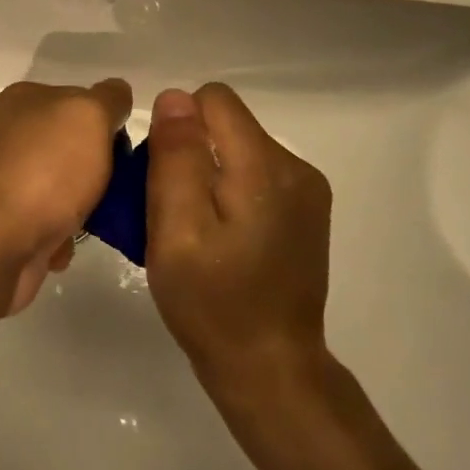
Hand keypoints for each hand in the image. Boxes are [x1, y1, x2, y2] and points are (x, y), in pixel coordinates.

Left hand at [0, 78, 131, 313]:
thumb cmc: (45, 169)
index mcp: (25, 99)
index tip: (124, 152)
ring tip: (93, 222)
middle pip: (74, 147)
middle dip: (98, 170)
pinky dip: (62, 237)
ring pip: (65, 189)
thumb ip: (109, 99)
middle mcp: (11, 134)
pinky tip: (63, 245)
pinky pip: (49, 225)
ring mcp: (6, 179)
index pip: (80, 101)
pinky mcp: (5, 222)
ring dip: (84, 208)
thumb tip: (116, 99)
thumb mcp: (89, 114)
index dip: (107, 124)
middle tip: (117, 189)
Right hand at [145, 84, 333, 403]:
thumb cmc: (213, 304)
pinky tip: (221, 239)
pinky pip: (255, 175)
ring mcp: (306, 191)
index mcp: (265, 166)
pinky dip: (229, 193)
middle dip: (191, 153)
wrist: (271, 372)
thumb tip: (175, 97)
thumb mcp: (176, 231)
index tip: (163, 177)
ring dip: (209, 175)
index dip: (178, 127)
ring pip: (238, 149)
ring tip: (194, 230)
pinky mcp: (306, 213)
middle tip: (172, 213)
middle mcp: (295, 167)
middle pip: (227, 124)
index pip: (213, 100)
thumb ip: (176, 158)